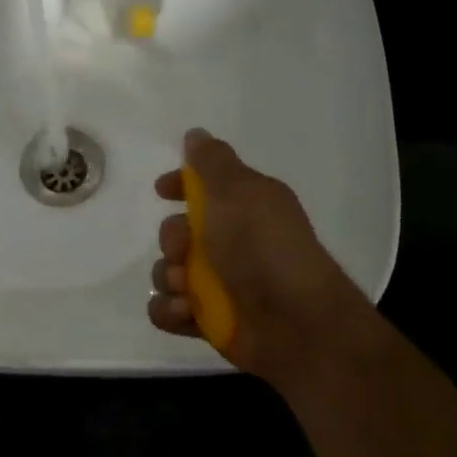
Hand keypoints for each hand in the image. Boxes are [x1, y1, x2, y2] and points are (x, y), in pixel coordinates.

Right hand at [149, 129, 374, 389]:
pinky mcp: (206, 320)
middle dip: (171, 240)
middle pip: (174, 233)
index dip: (180, 185)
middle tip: (185, 251)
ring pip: (165, 272)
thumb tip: (195, 134)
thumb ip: (211, 161)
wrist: (293, 322)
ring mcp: (217, 284)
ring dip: (169, 278)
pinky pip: (165, 310)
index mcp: (243, 208)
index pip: (203, 188)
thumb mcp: (237, 191)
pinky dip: (172, 310)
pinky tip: (188, 312)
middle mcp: (230, 243)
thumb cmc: (263, 248)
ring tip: (189, 291)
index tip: (162, 190)